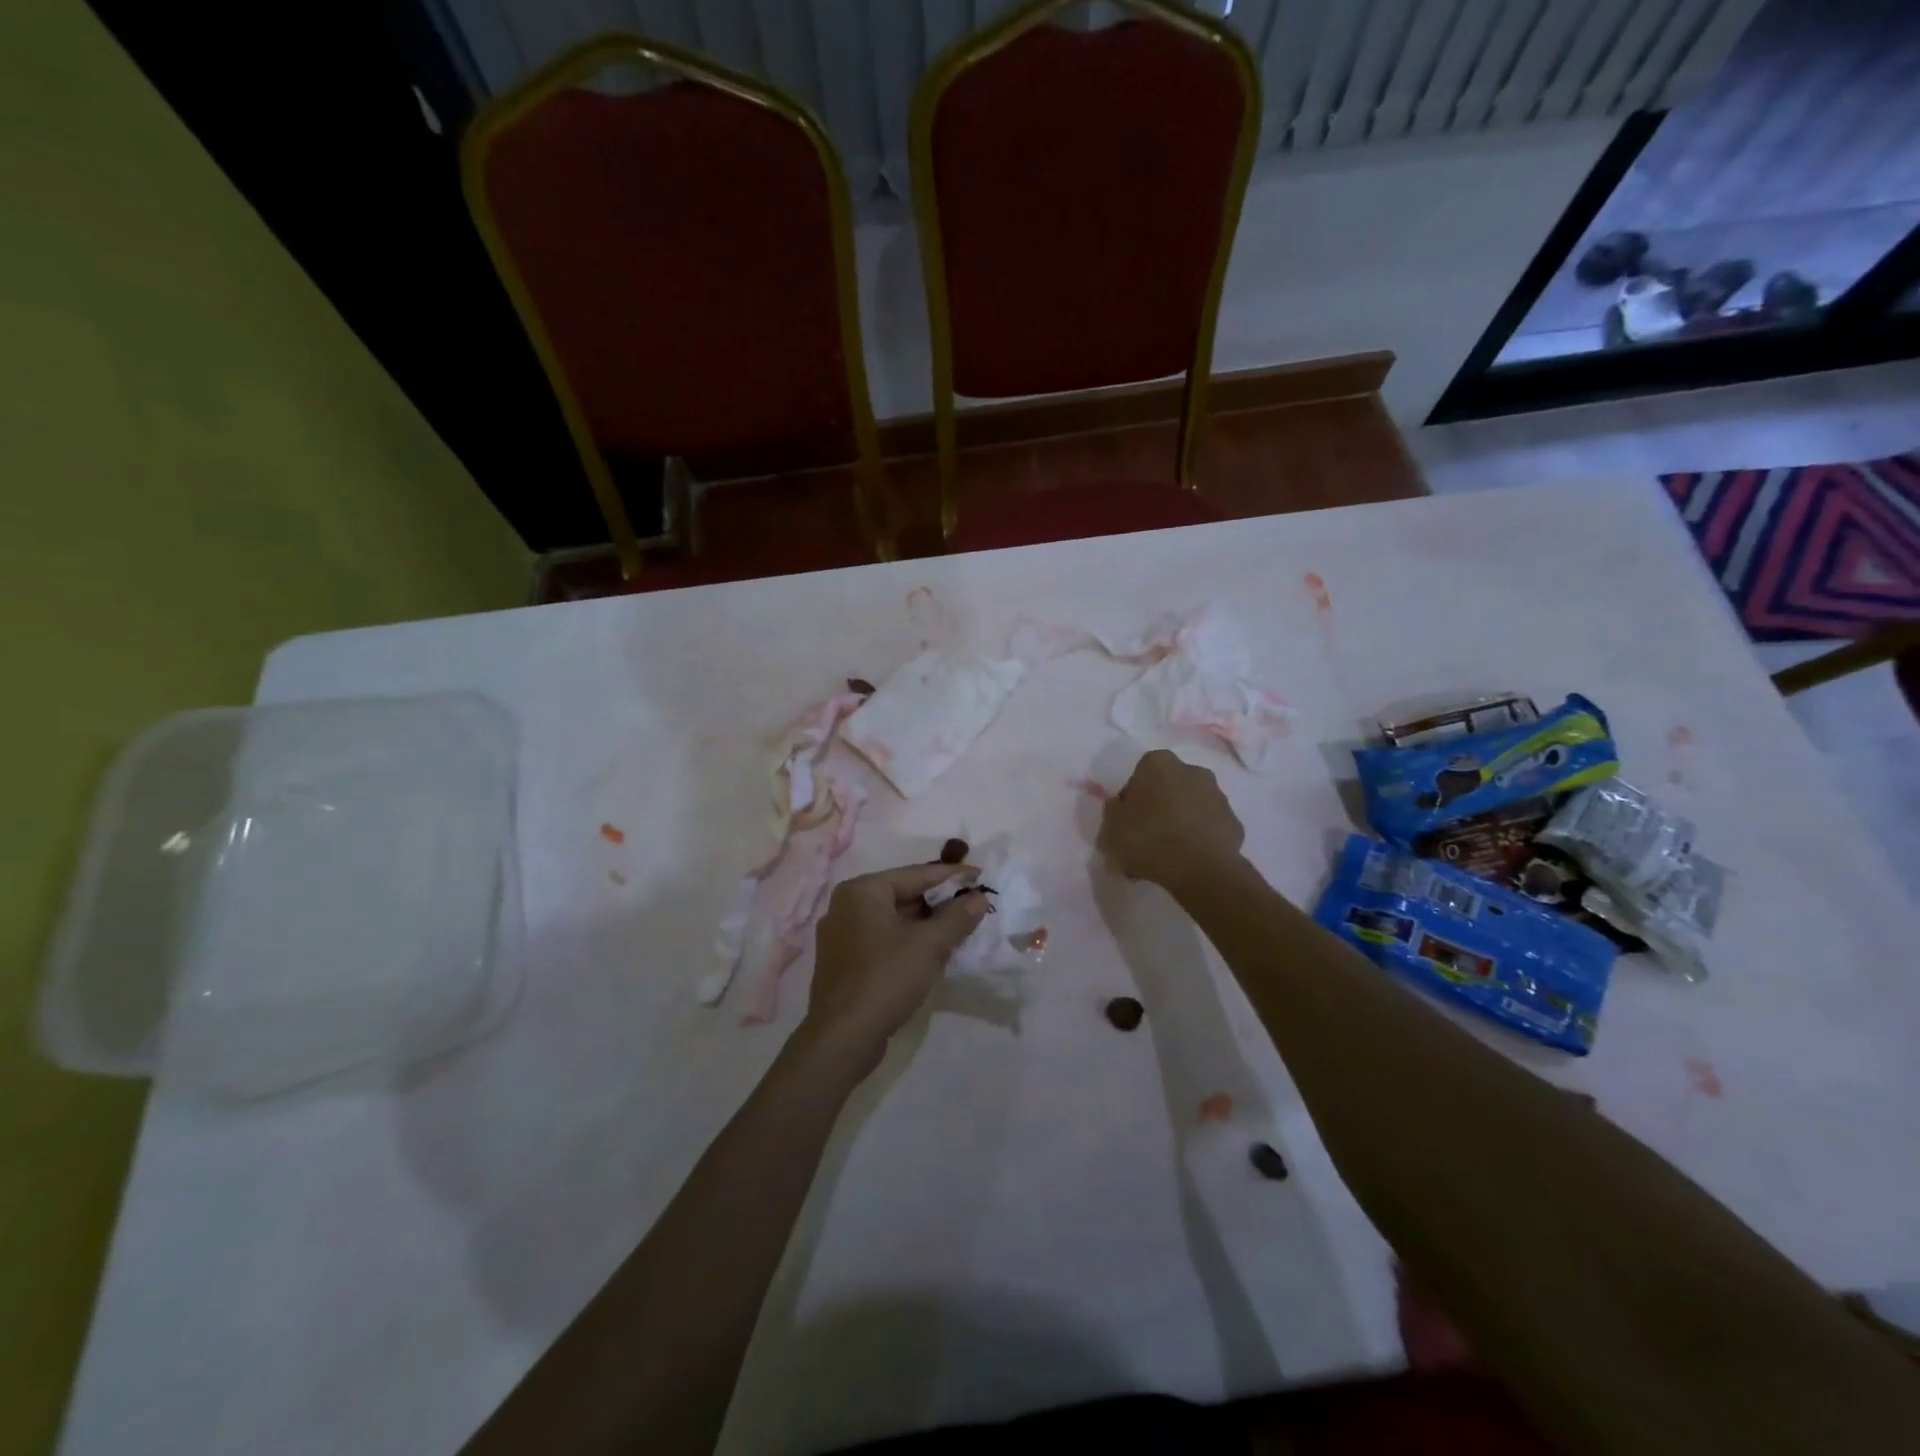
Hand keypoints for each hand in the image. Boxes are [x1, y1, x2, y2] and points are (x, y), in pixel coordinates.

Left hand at [802, 862, 989, 1074]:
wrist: (843, 1037)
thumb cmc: (886, 978)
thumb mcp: (929, 945)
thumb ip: (957, 917)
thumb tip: (979, 897)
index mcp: (862, 891)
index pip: (915, 874)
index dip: (951, 876)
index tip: (980, 876)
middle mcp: (846, 906)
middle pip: (902, 894)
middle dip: (938, 901)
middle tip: (972, 904)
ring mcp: (840, 935)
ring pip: (893, 919)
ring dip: (925, 923)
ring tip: (958, 928)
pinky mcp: (843, 962)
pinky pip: (882, 939)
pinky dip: (907, 940)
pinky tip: (930, 952)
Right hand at [1099, 749, 1244, 891]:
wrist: (1200, 870)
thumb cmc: (1148, 840)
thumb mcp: (1110, 829)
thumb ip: (1113, 812)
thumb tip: (1120, 806)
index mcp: (1158, 764)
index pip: (1138, 776)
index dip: (1131, 800)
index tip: (1127, 822)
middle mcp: (1191, 770)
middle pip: (1168, 787)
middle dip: (1159, 806)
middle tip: (1147, 836)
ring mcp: (1218, 795)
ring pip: (1191, 805)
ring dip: (1181, 821)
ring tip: (1169, 854)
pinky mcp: (1234, 821)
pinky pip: (1209, 826)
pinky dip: (1200, 838)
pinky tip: (1190, 860)